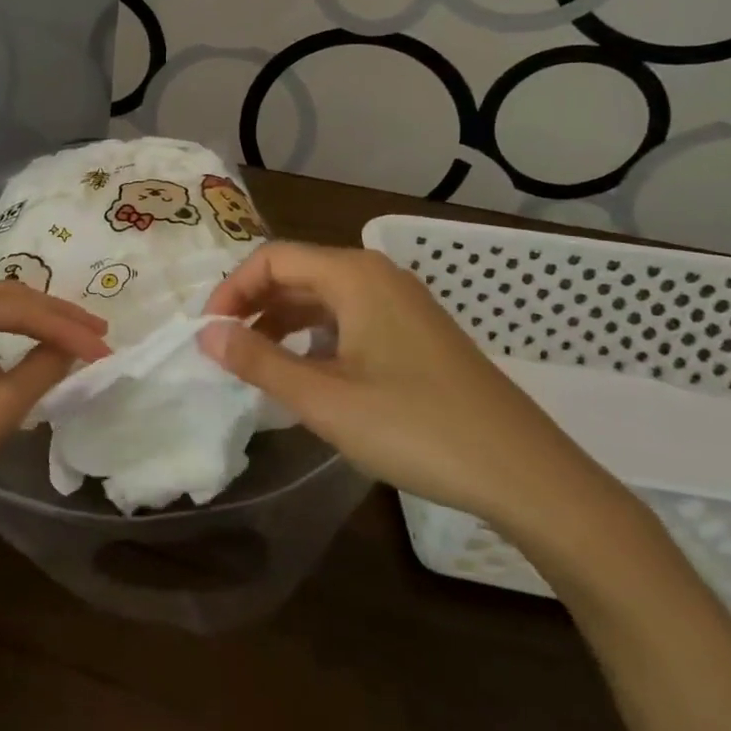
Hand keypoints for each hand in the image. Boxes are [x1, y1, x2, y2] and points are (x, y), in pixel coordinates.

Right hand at [200, 242, 628, 544]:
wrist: (524, 472)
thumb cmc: (416, 428)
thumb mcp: (325, 399)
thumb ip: (259, 362)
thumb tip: (206, 335)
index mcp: (354, 275)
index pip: (272, 259)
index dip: (232, 291)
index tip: (209, 335)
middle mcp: (377, 275)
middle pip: (297, 272)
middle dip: (254, 306)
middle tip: (226, 350)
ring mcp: (401, 302)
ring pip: (323, 296)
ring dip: (283, 322)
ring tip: (258, 364)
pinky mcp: (416, 331)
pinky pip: (350, 317)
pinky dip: (316, 336)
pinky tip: (309, 373)